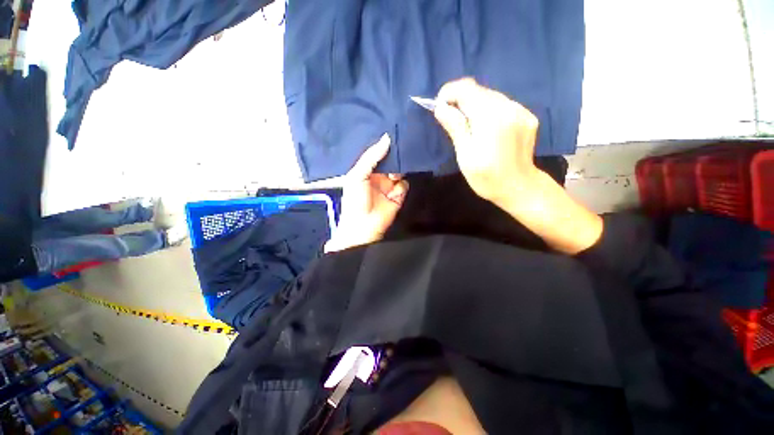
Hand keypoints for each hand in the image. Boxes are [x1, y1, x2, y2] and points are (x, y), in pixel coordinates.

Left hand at [324, 134, 408, 252]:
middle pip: (391, 161)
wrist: (363, 226)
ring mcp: (390, 185)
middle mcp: (379, 176)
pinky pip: (404, 184)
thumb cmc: (355, 200)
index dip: (384, 146)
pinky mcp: (399, 195)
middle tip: (403, 143)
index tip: (394, 131)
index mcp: (366, 170)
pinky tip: (395, 189)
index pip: (378, 154)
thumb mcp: (357, 175)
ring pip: (400, 171)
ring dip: (400, 169)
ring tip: (397, 168)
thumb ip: (371, 157)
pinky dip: (401, 185)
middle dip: (396, 155)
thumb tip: (386, 138)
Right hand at [434, 78, 602, 253]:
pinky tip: (486, 128)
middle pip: (479, 90)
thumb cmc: (486, 178)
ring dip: (474, 105)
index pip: (467, 89)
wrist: (519, 188)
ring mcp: (521, 110)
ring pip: (491, 96)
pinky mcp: (527, 116)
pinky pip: (503, 104)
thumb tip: (440, 107)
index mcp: (491, 118)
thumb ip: (455, 127)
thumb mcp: (465, 155)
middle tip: (450, 118)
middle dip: (460, 100)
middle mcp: (509, 107)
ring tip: (467, 125)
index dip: (449, 93)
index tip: (440, 107)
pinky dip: (489, 110)